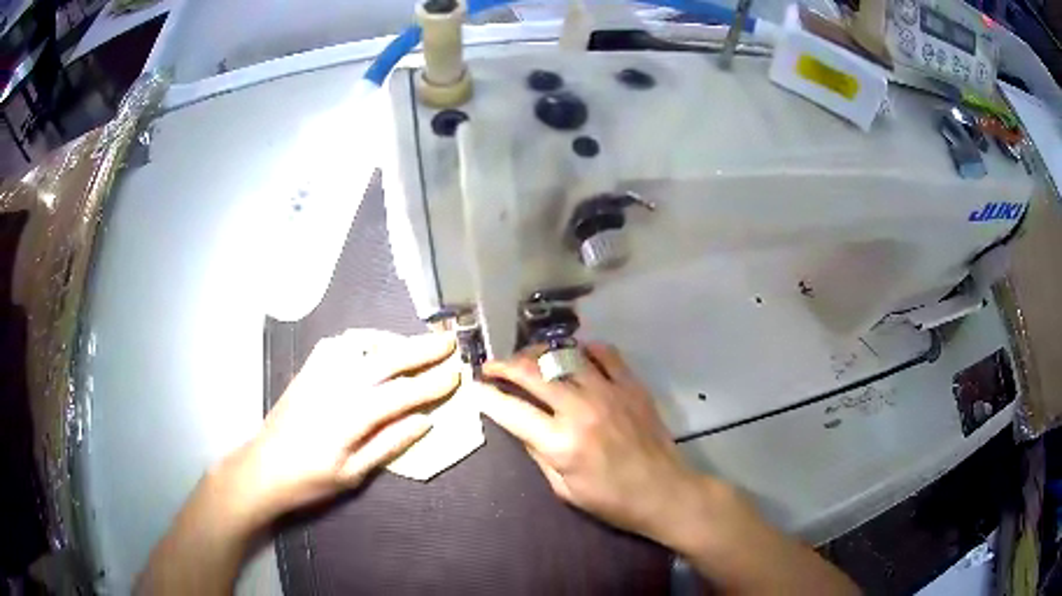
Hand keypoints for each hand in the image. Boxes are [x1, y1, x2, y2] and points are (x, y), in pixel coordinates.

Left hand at [233, 329, 459, 523]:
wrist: (261, 469)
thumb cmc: (309, 480)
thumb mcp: (352, 474)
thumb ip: (388, 444)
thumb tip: (424, 422)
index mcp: (349, 417)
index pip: (400, 394)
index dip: (431, 384)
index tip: (456, 373)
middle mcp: (335, 387)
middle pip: (384, 360)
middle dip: (420, 349)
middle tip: (448, 340)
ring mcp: (318, 375)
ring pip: (360, 345)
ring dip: (391, 340)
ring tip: (414, 342)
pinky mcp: (306, 372)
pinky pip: (336, 345)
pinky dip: (360, 340)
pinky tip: (370, 345)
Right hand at [478, 343, 706, 543]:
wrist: (663, 491)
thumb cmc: (611, 500)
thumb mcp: (563, 489)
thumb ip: (538, 454)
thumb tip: (520, 425)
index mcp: (561, 443)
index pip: (511, 410)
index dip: (487, 396)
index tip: (474, 387)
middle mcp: (581, 410)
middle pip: (533, 374)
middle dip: (504, 366)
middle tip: (492, 366)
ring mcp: (609, 392)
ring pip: (564, 357)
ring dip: (539, 354)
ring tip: (529, 358)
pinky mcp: (631, 385)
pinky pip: (606, 353)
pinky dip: (586, 349)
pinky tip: (576, 354)